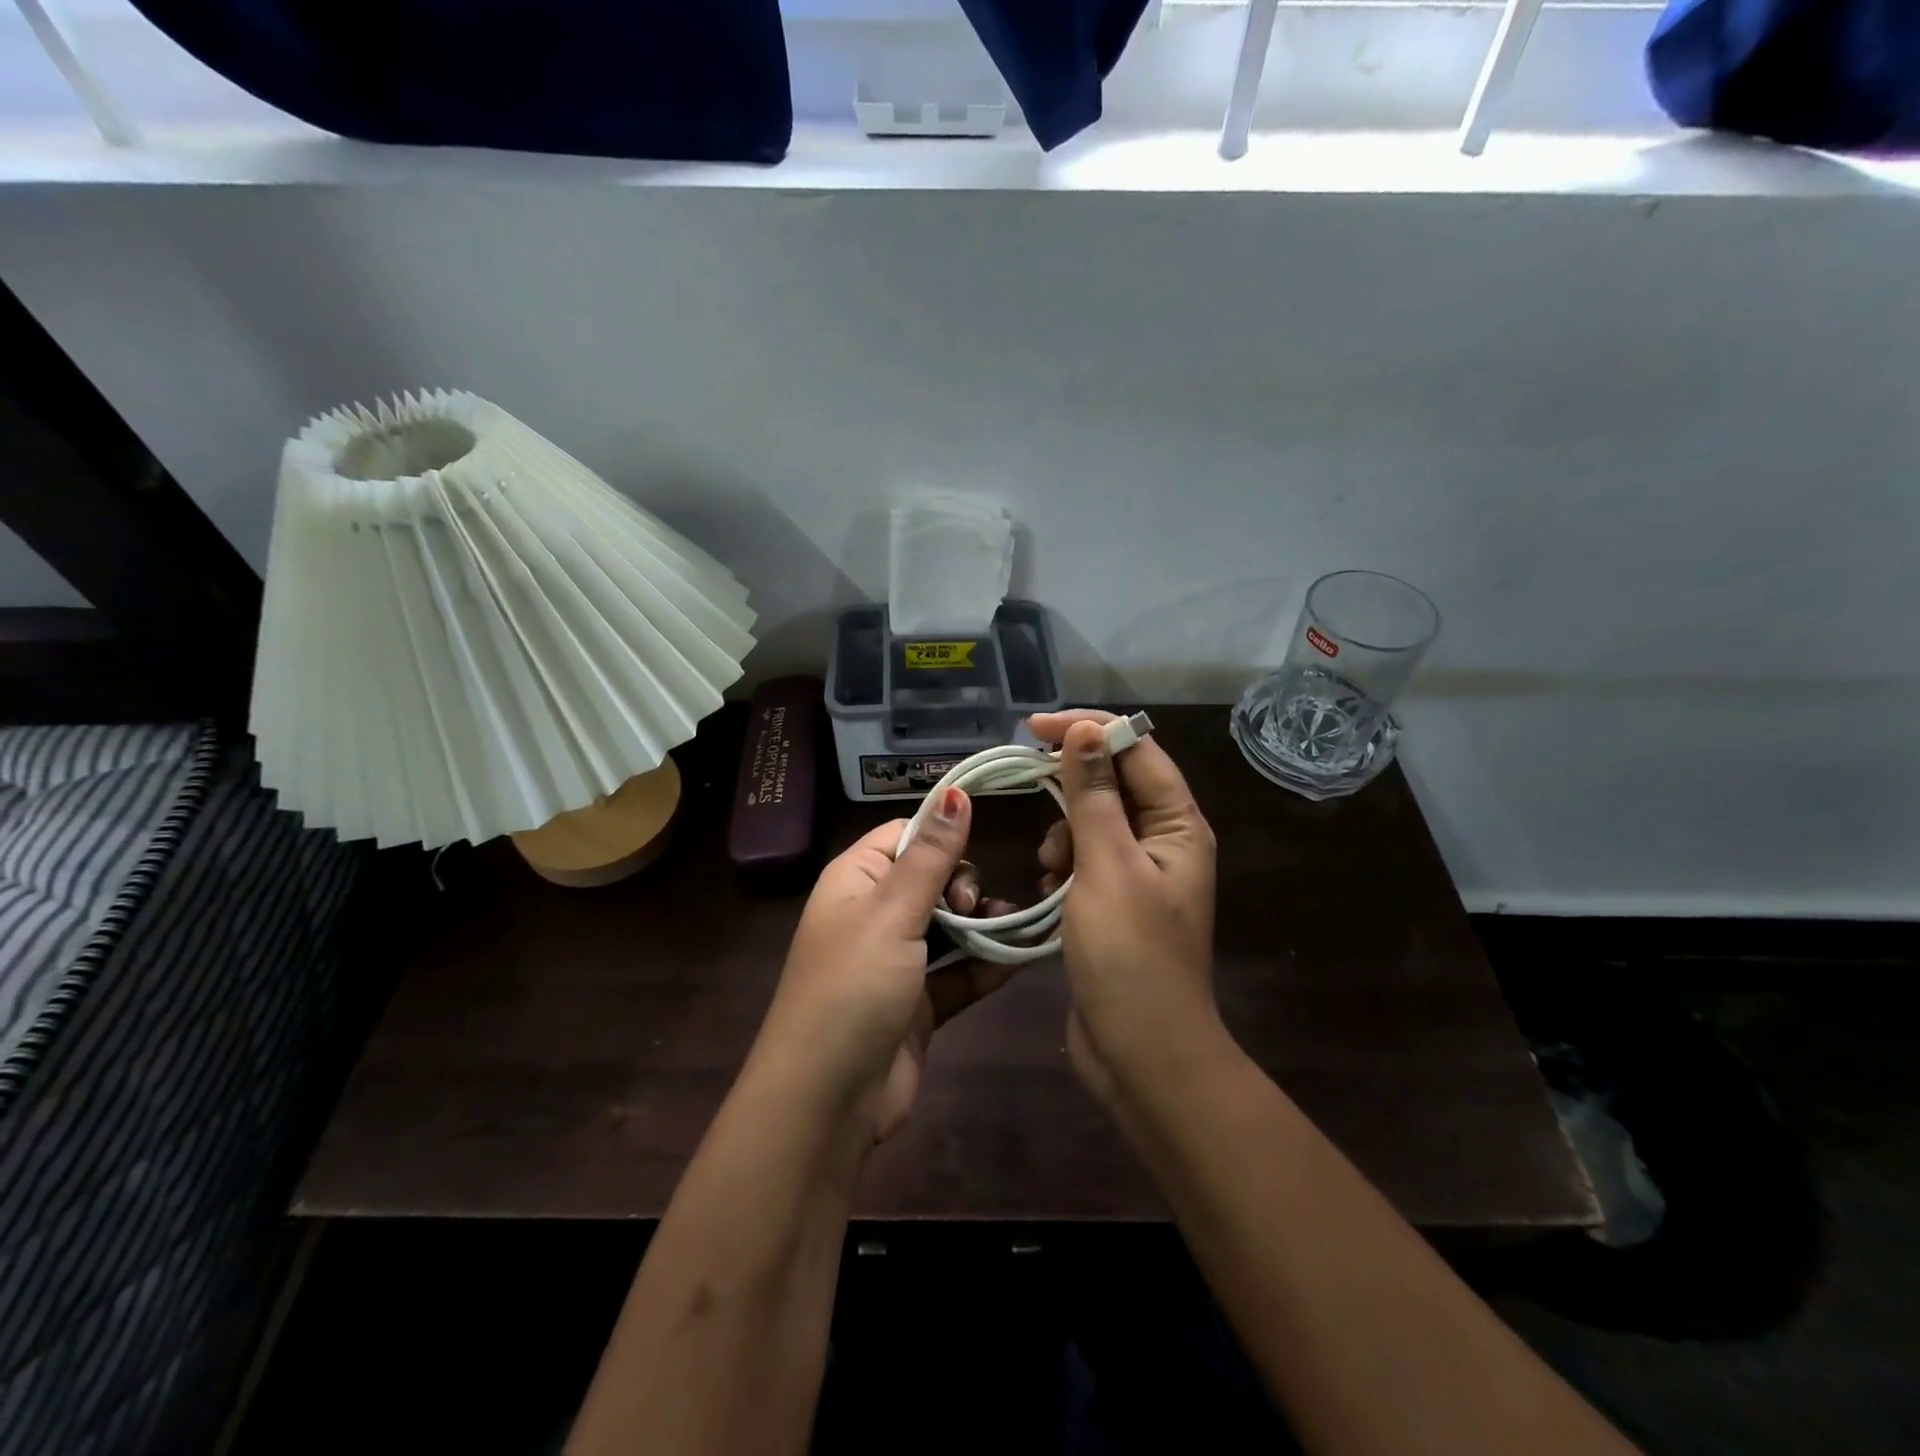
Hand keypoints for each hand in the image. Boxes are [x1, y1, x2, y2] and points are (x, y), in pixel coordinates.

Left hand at [754, 789, 1021, 1144]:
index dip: (940, 835)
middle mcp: (874, 915)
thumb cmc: (854, 987)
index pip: (903, 836)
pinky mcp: (919, 1004)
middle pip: (932, 879)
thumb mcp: (893, 912)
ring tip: (1014, 925)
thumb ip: (931, 854)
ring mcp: (898, 962)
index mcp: (855, 881)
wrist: (828, 1102)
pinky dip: (988, 964)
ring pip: (951, 927)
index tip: (975, 846)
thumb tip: (955, 791)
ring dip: (983, 924)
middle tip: (970, 907)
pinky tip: (1024, 955)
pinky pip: (960, 972)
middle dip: (963, 885)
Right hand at [1028, 710, 1223, 1113]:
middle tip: (1028, 779)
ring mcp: (1140, 873)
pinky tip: (1049, 885)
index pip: (1137, 749)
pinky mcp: (1116, 901)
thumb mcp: (1106, 865)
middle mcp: (1165, 841)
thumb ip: (1094, 794)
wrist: (1142, 1053)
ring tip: (1050, 863)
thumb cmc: (1129, 955)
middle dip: (1072, 782)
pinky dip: (1064, 861)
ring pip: (1094, 820)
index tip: (1033, 727)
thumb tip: (1085, 730)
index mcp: (1178, 825)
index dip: (1088, 729)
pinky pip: (1086, 858)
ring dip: (1065, 828)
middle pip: (1116, 782)